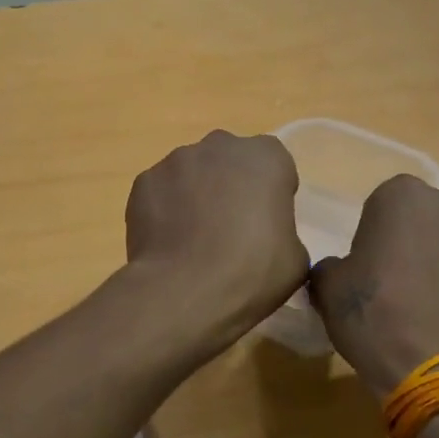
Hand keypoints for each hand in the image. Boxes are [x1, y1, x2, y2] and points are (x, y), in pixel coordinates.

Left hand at [124, 131, 308, 347]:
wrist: (184, 291)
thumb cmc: (251, 272)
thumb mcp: (295, 259)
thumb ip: (284, 233)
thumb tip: (268, 238)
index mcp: (266, 157)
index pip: (275, 165)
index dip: (272, 193)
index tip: (268, 223)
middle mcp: (220, 146)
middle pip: (230, 161)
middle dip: (231, 186)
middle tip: (231, 229)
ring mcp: (176, 161)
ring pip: (192, 174)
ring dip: (195, 195)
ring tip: (193, 240)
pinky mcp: (143, 182)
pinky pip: (161, 192)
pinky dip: (164, 210)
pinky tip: (169, 243)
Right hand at [309, 176, 438, 394]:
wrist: (437, 371)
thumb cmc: (375, 319)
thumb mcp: (327, 289)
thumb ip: (332, 265)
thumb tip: (343, 269)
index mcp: (403, 197)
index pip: (384, 205)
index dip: (376, 236)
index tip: (372, 269)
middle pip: (430, 217)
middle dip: (418, 241)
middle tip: (404, 285)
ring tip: (437, 305)